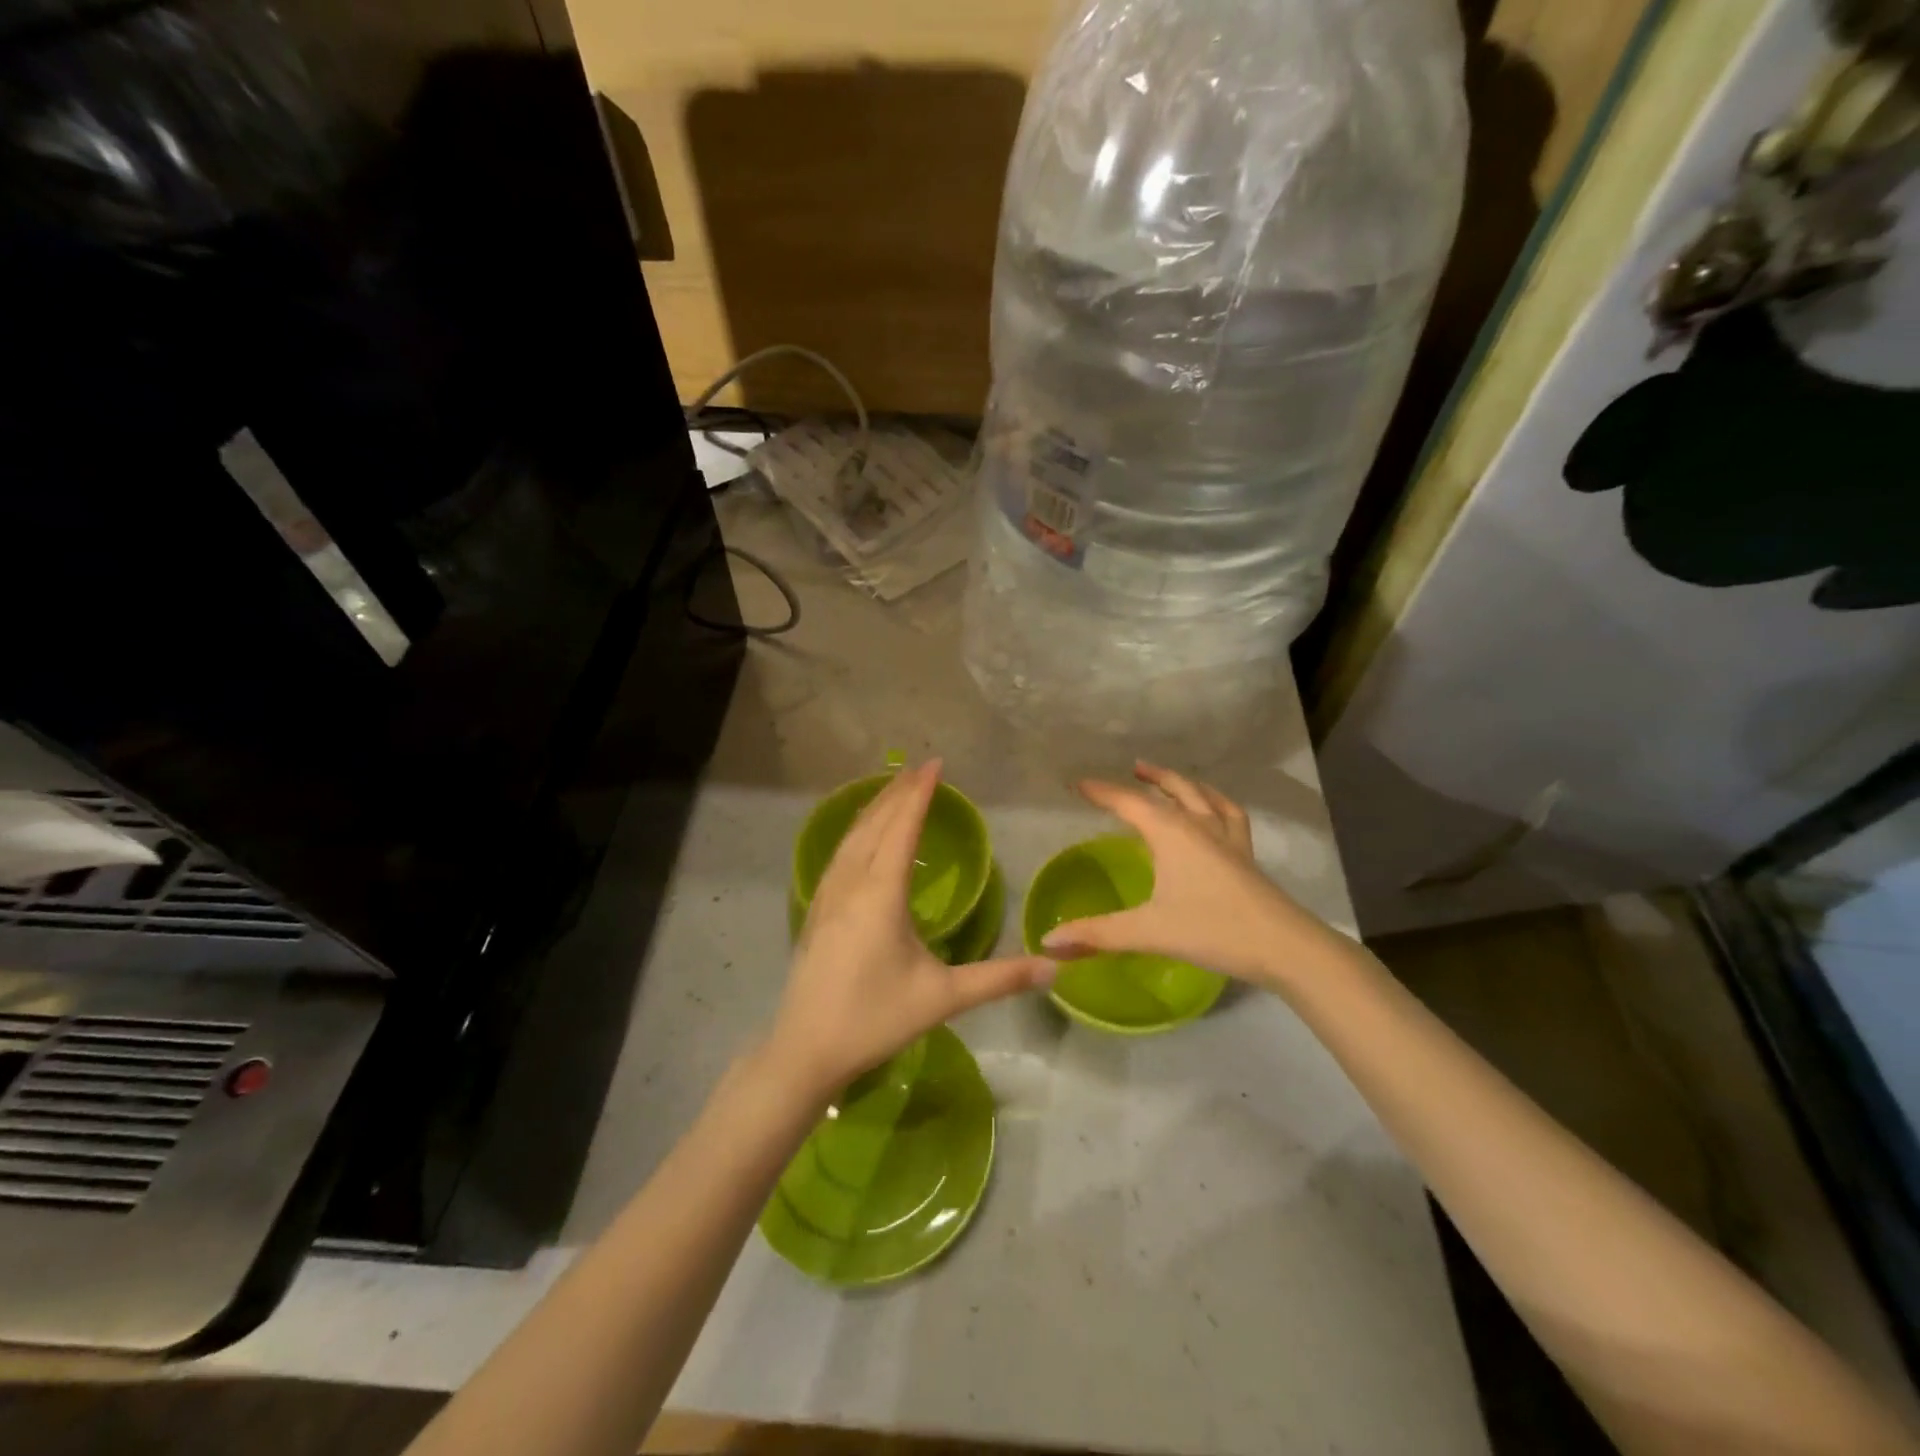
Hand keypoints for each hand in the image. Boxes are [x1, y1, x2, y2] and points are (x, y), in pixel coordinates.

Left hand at [765, 761, 1051, 1101]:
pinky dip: (856, 830)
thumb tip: (1053, 968)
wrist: (805, 1050)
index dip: (920, 794)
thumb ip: (999, 979)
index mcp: (881, 893)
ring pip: (851, 836)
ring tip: (893, 788)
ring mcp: (827, 894)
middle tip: (920, 767)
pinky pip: (839, 853)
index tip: (935, 764)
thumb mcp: (943, 998)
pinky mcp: (815, 909)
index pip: (903, 828)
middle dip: (897, 792)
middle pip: (875, 823)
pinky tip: (860, 836)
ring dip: (874, 807)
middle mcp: (851, 883)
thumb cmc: (876, 1019)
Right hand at [1041, 762, 1342, 988]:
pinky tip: (1216, 809)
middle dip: (1150, 777)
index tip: (1078, 783)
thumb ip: (1096, 934)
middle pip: (1172, 789)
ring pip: (1204, 796)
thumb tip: (1048, 942)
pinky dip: (1218, 803)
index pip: (1129, 802)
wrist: (1284, 946)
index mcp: (1171, 833)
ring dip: (1183, 783)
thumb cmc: (1211, 930)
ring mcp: (1229, 838)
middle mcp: (1199, 825)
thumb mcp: (1147, 932)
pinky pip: (1231, 815)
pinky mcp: (1247, 855)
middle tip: (1132, 769)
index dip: (1102, 791)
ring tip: (1170, 780)